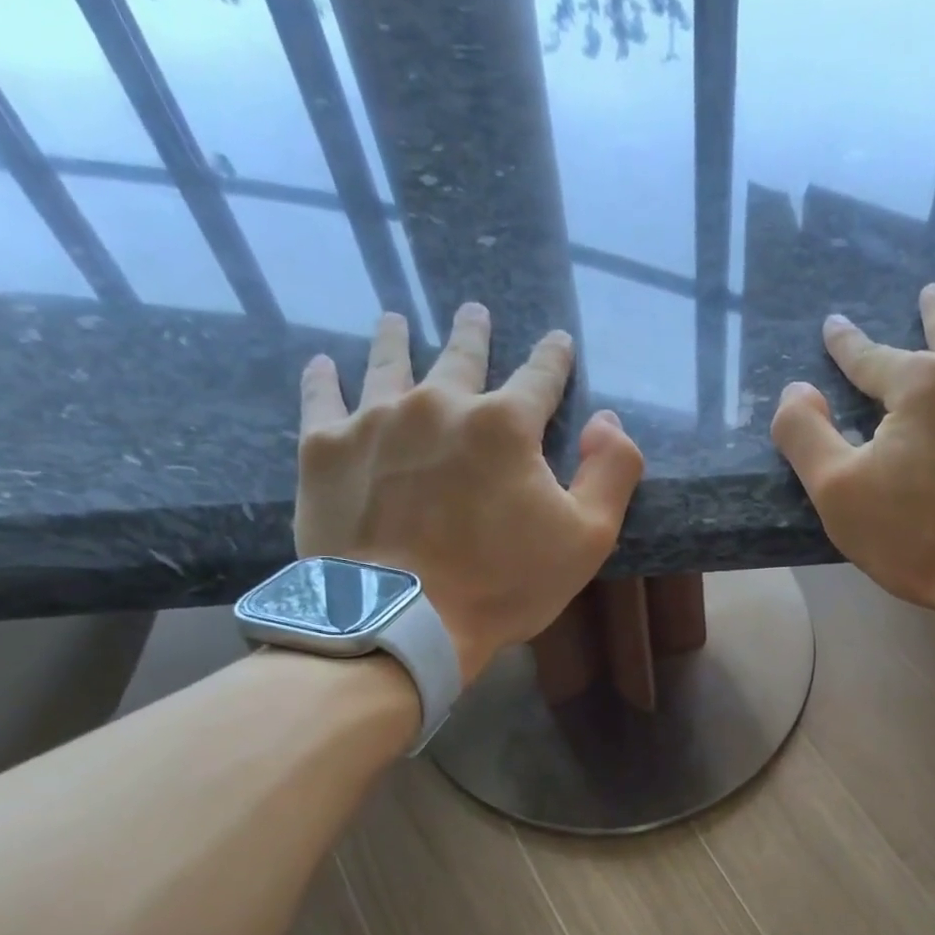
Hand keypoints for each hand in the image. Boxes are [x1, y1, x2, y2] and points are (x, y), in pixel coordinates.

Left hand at [294, 305, 644, 681]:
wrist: (401, 620)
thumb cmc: (503, 584)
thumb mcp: (588, 537)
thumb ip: (612, 471)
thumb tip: (606, 420)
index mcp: (505, 424)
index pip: (540, 377)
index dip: (553, 358)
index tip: (557, 341)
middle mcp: (439, 403)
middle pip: (460, 356)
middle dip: (474, 333)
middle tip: (475, 313)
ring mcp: (375, 420)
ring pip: (388, 363)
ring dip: (396, 338)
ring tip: (395, 319)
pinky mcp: (324, 449)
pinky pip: (322, 398)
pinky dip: (324, 378)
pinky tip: (323, 363)